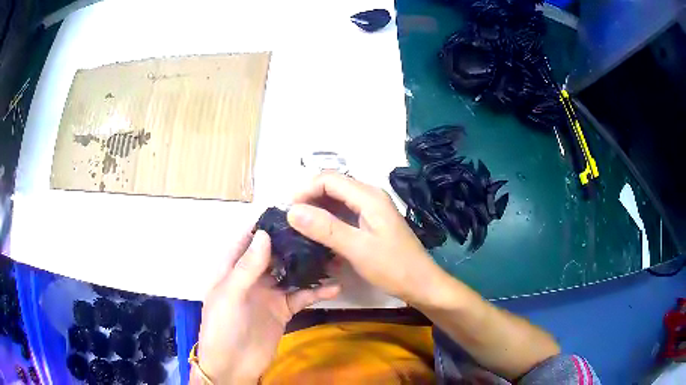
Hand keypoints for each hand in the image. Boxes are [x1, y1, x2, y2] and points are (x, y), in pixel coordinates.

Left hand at [193, 229, 339, 384]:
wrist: (233, 365)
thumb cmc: (222, 327)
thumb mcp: (229, 294)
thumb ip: (247, 267)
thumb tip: (264, 234)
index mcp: (232, 269)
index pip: (247, 239)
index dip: (264, 224)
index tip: (288, 210)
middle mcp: (252, 277)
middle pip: (273, 254)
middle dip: (292, 242)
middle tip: (318, 228)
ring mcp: (269, 294)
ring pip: (291, 273)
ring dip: (308, 265)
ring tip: (331, 253)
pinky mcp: (283, 310)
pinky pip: (301, 297)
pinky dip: (316, 292)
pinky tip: (334, 287)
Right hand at [287, 172, 451, 306]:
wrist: (421, 283)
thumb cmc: (393, 267)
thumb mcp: (357, 249)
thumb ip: (325, 228)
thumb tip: (291, 211)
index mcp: (368, 196)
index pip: (328, 179)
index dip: (304, 190)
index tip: (287, 211)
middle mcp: (370, 196)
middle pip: (332, 186)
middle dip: (309, 199)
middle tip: (291, 222)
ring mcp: (371, 209)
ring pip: (337, 200)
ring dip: (317, 210)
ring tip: (300, 229)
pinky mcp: (371, 222)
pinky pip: (344, 213)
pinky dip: (329, 221)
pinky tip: (320, 236)